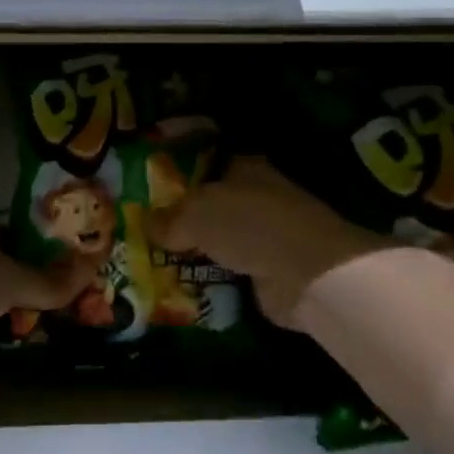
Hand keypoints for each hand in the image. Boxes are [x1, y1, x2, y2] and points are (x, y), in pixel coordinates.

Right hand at [151, 157, 386, 328]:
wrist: (307, 272)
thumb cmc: (249, 224)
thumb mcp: (196, 214)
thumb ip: (170, 219)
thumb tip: (147, 224)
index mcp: (244, 169)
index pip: (207, 166)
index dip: (179, 178)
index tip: (150, 193)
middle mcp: (257, 198)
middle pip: (212, 206)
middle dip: (184, 221)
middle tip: (146, 234)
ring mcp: (267, 236)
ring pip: (221, 241)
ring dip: (197, 253)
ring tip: (156, 264)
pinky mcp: (271, 271)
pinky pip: (231, 272)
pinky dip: (212, 279)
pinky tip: (183, 287)